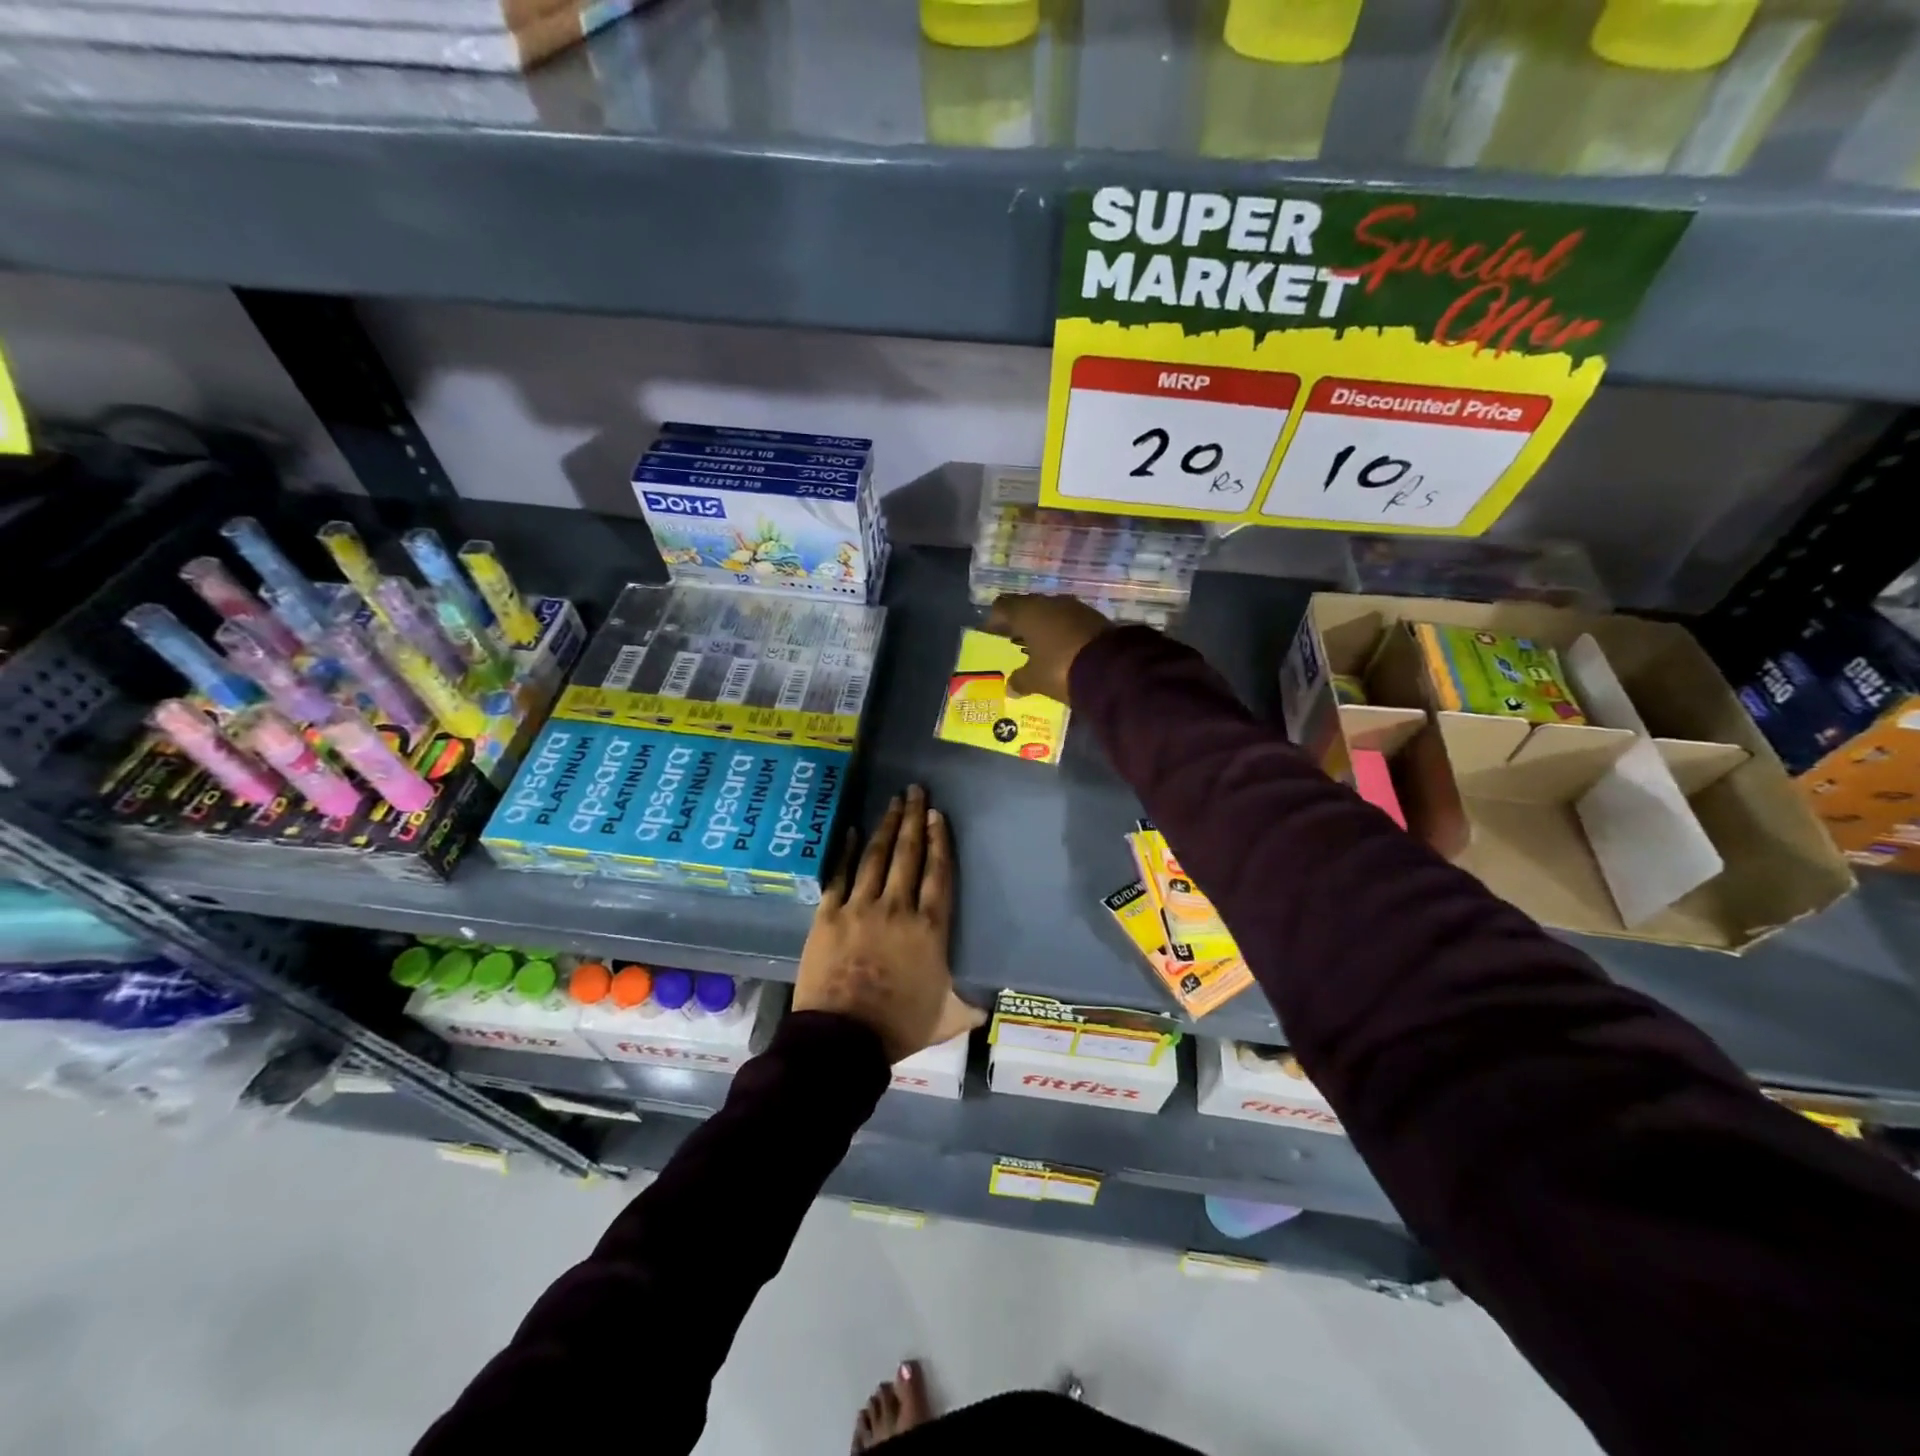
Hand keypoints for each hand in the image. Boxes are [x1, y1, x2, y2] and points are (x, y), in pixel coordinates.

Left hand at [793, 784, 983, 1063]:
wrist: (842, 1040)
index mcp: (929, 929)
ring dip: (885, 827)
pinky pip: (838, 876)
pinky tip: (850, 831)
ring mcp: (859, 908)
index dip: (939, 842)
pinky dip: (844, 852)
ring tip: (892, 803)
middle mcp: (897, 908)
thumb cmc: (898, 1028)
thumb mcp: (944, 1019)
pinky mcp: (827, 916)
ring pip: (875, 857)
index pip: (938, 875)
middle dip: (913, 820)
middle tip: (915, 791)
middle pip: (908, 855)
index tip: (937, 815)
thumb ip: (965, 1006)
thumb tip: (986, 1005)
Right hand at [982, 594, 1114, 704]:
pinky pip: (1070, 622)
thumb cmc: (1060, 668)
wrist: (1112, 667)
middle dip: (1019, 623)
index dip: (994, 619)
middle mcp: (1049, 603)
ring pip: (1050, 613)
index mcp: (1028, 612)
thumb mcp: (1035, 679)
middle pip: (1027, 607)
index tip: (991, 634)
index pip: (1002, 606)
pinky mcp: (1094, 617)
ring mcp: (1075, 607)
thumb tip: (1010, 686)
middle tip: (1013, 641)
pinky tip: (1061, 649)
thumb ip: (1020, 680)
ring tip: (1037, 648)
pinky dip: (1062, 632)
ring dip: (1043, 627)